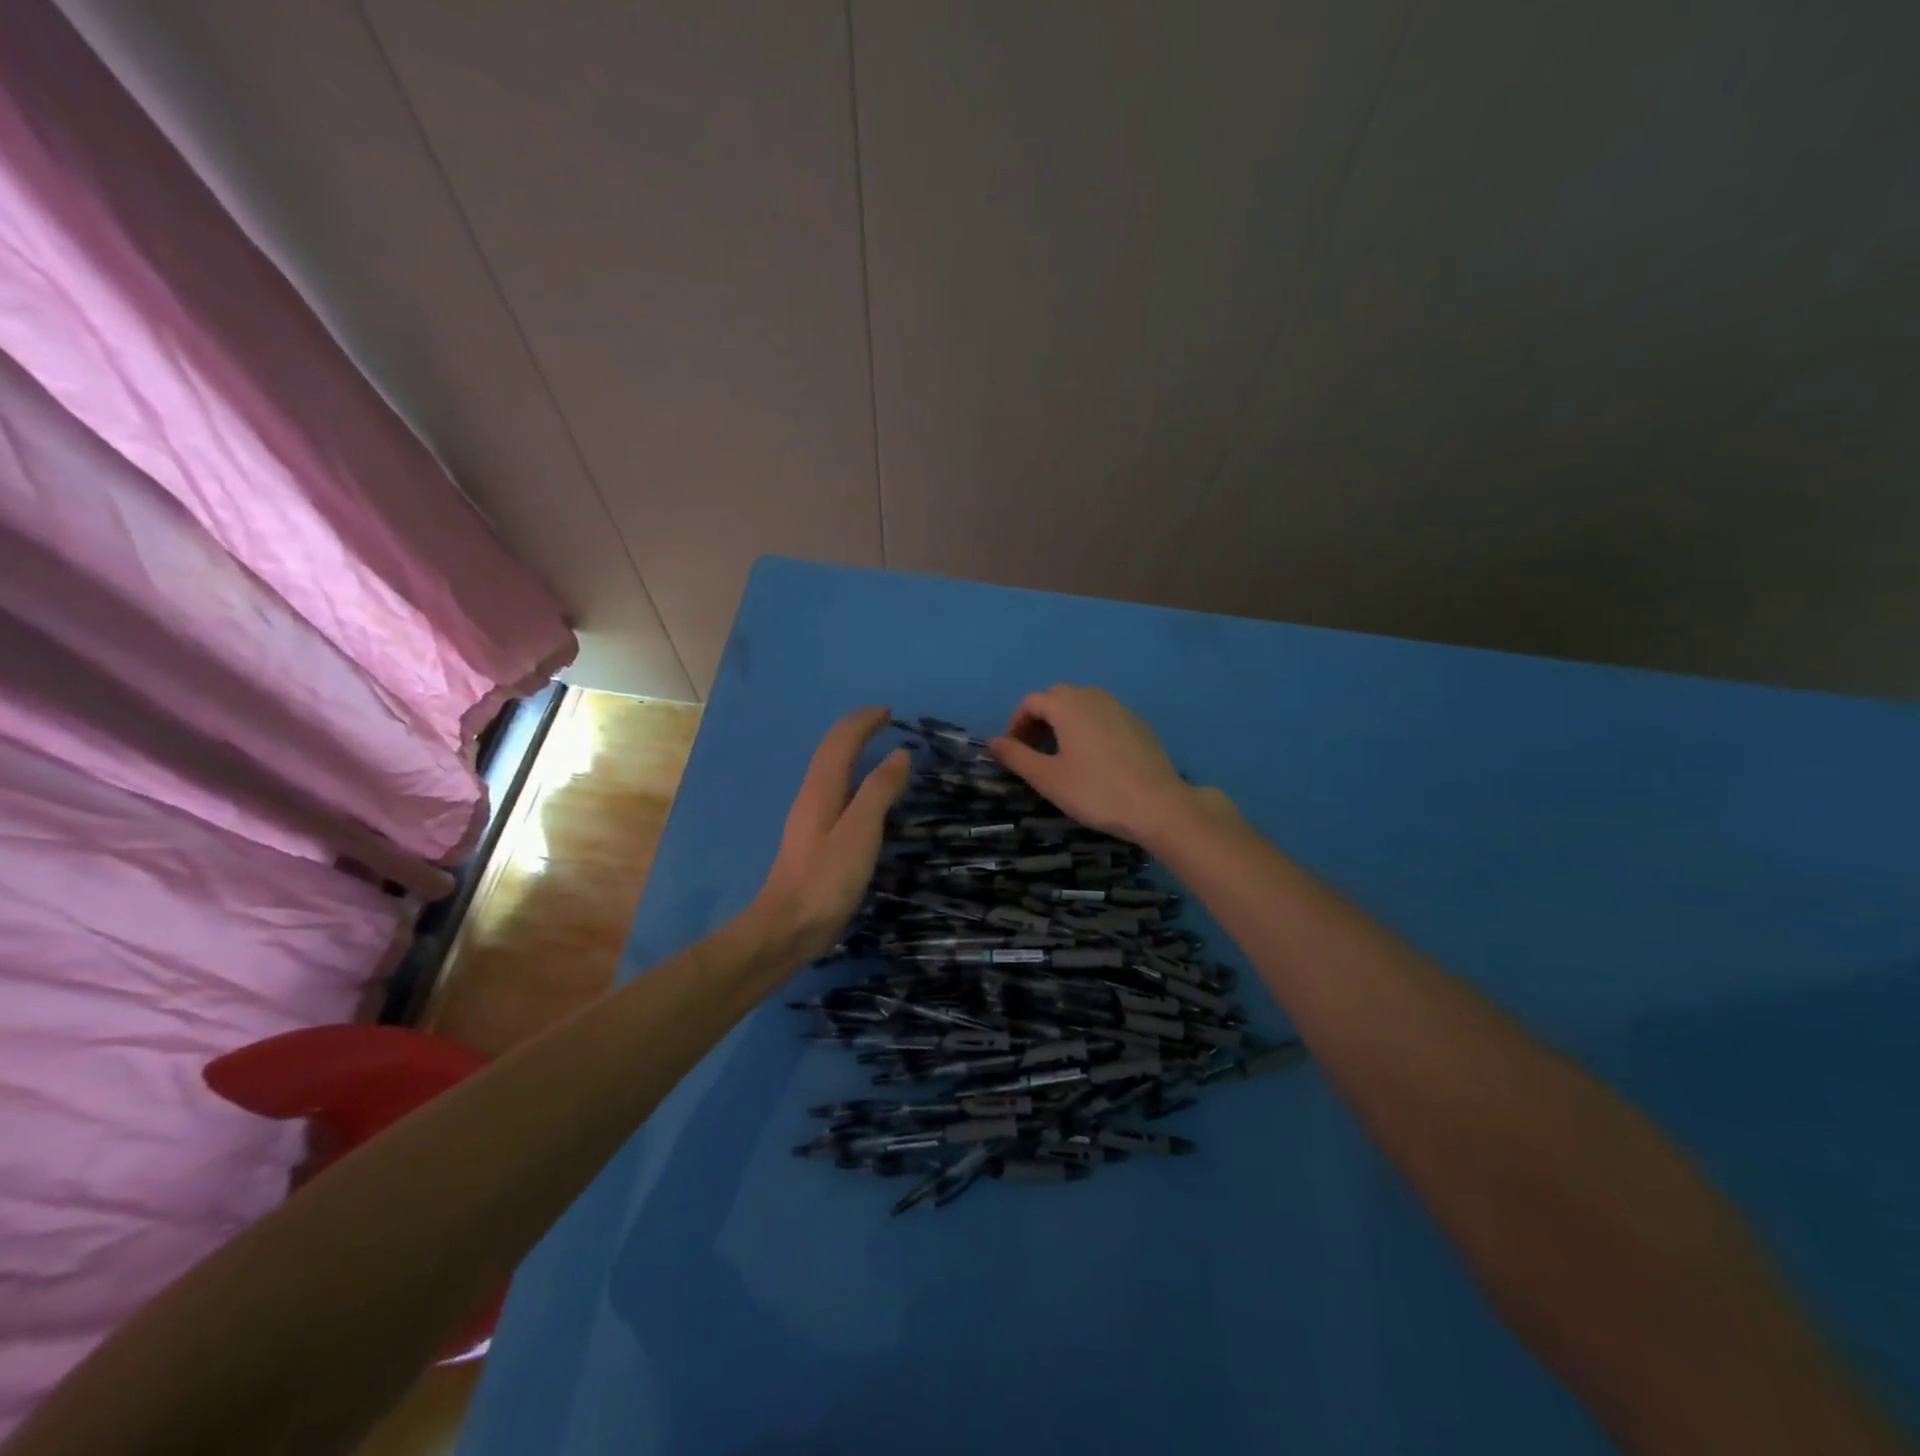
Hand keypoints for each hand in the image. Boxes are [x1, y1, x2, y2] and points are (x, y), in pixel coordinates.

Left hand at [751, 706, 910, 961]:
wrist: (788, 925)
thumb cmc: (827, 877)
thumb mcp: (861, 830)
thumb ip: (880, 790)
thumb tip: (900, 754)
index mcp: (822, 788)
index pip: (841, 741)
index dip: (863, 722)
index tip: (889, 712)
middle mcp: (812, 795)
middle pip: (830, 750)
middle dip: (855, 730)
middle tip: (882, 721)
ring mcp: (809, 817)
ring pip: (830, 770)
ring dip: (850, 750)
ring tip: (874, 747)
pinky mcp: (813, 838)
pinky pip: (833, 790)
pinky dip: (851, 776)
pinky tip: (861, 794)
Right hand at [989, 685, 1196, 845]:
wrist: (1158, 806)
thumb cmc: (1096, 791)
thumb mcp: (1047, 778)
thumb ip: (1016, 756)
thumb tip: (993, 742)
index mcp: (1068, 705)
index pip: (1031, 702)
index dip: (1016, 724)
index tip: (1013, 751)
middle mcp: (1094, 697)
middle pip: (1057, 698)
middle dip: (1039, 721)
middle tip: (1033, 753)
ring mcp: (1120, 708)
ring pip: (1082, 705)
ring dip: (1063, 723)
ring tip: (1061, 756)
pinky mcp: (1139, 725)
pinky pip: (1103, 717)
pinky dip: (1088, 729)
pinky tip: (1093, 760)